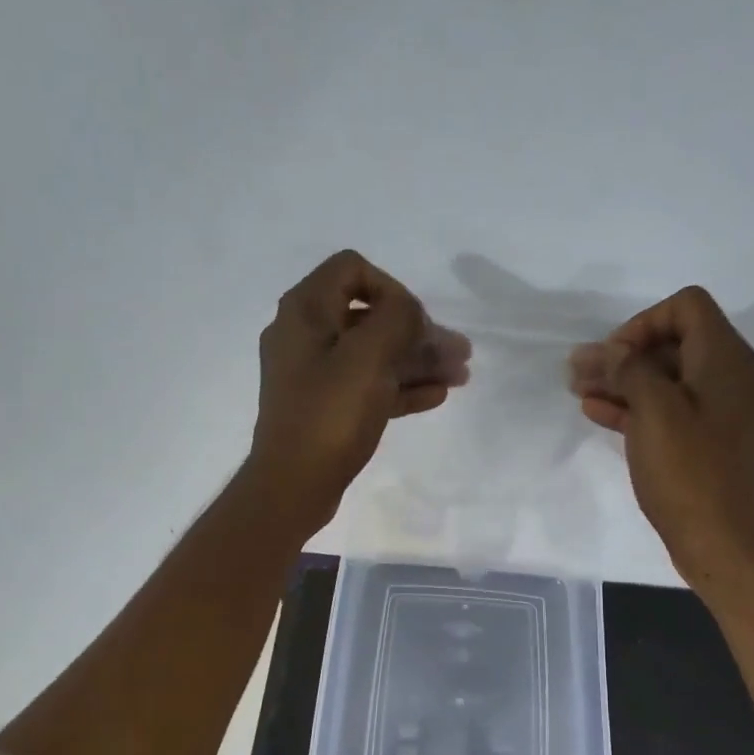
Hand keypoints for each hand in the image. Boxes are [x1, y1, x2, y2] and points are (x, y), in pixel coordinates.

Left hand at [245, 250, 469, 530]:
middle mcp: (305, 335)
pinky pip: (367, 386)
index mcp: (306, 310)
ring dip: (417, 361)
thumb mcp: (369, 357)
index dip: (393, 288)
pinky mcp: (324, 408)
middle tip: (460, 353)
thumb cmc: (330, 415)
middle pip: (369, 317)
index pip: (353, 269)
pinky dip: (400, 387)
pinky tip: (436, 396)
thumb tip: (409, 312)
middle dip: (418, 332)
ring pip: (373, 355)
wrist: (293, 485)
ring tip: (460, 376)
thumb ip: (397, 319)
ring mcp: (314, 374)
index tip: (417, 323)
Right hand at [568, 286, 753, 591]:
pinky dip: (636, 407)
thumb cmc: (687, 471)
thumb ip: (629, 370)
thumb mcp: (654, 411)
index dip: (643, 322)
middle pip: (673, 344)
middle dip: (623, 355)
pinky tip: (597, 412)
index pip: (686, 307)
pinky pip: (670, 409)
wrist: (720, 539)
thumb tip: (609, 350)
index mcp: (725, 359)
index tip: (612, 355)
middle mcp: (730, 376)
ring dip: (623, 381)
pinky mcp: (708, 440)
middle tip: (580, 372)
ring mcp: (720, 411)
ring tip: (579, 390)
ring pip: (666, 379)